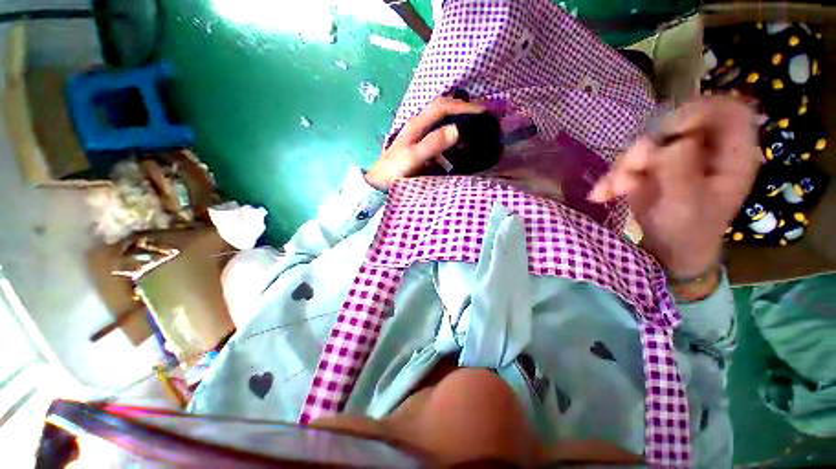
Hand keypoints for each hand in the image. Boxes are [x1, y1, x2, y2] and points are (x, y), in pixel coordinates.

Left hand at [365, 97, 484, 189]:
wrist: (380, 184)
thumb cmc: (395, 171)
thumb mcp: (413, 158)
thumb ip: (432, 144)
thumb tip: (457, 129)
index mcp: (417, 124)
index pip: (443, 106)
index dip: (463, 106)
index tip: (483, 112)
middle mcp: (419, 126)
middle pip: (444, 111)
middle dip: (464, 111)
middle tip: (484, 119)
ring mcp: (420, 137)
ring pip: (443, 123)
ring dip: (460, 124)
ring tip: (477, 132)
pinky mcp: (422, 148)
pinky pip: (441, 138)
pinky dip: (453, 140)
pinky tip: (461, 149)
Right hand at [589, 97, 760, 279]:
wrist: (667, 252)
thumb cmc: (687, 232)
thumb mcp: (687, 203)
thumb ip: (683, 169)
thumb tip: (672, 142)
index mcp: (731, 155)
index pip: (727, 110)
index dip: (700, 111)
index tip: (671, 131)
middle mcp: (704, 149)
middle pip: (676, 124)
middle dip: (649, 146)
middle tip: (632, 167)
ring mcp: (676, 158)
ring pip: (646, 143)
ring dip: (624, 165)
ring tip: (613, 190)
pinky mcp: (652, 168)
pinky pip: (628, 163)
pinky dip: (612, 177)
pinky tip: (603, 194)